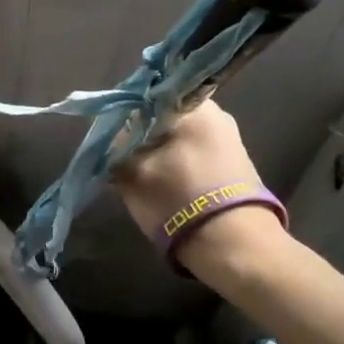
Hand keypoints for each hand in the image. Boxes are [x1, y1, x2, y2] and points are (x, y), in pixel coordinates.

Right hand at [111, 100, 278, 273]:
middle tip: (122, 161)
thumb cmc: (177, 199)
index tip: (109, 139)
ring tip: (141, 178)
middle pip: (163, 118)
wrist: (234, 246)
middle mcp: (217, 115)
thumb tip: (111, 139)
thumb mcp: (131, 172)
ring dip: (157, 153)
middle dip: (141, 137)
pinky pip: (194, 156)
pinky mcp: (235, 167)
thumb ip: (115, 147)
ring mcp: (230, 141)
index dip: (123, 116)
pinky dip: (176, 167)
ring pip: (178, 139)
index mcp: (194, 106)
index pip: (147, 97)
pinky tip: (165, 187)